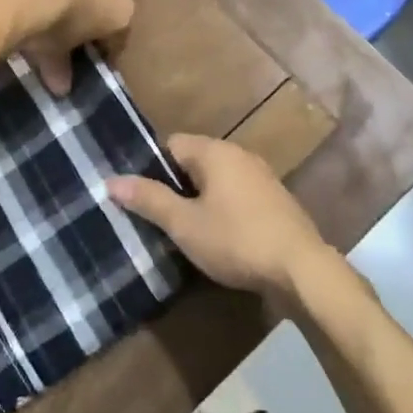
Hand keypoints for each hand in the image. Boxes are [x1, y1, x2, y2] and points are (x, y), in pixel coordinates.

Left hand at [0, 0, 134, 93]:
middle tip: (63, 31)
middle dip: (87, 13)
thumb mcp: (54, 53)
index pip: (119, 34)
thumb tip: (60, 88)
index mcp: (120, 9)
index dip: (104, 49)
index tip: (87, 60)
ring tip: (40, 2)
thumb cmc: (50, 23)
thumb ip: (59, 68)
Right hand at [108, 134, 334, 301]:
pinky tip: (218, 235)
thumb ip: (149, 199)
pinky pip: (237, 194)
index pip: (172, 144)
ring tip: (183, 229)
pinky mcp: (274, 199)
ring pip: (217, 179)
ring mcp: (261, 176)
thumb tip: (111, 180)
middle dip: (175, 185)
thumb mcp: (185, 224)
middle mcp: (239, 154)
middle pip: (194, 160)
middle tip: (157, 217)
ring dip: (199, 199)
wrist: (301, 268)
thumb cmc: (236, 240)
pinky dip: (223, 208)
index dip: (151, 168)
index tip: (140, 196)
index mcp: (215, 152)